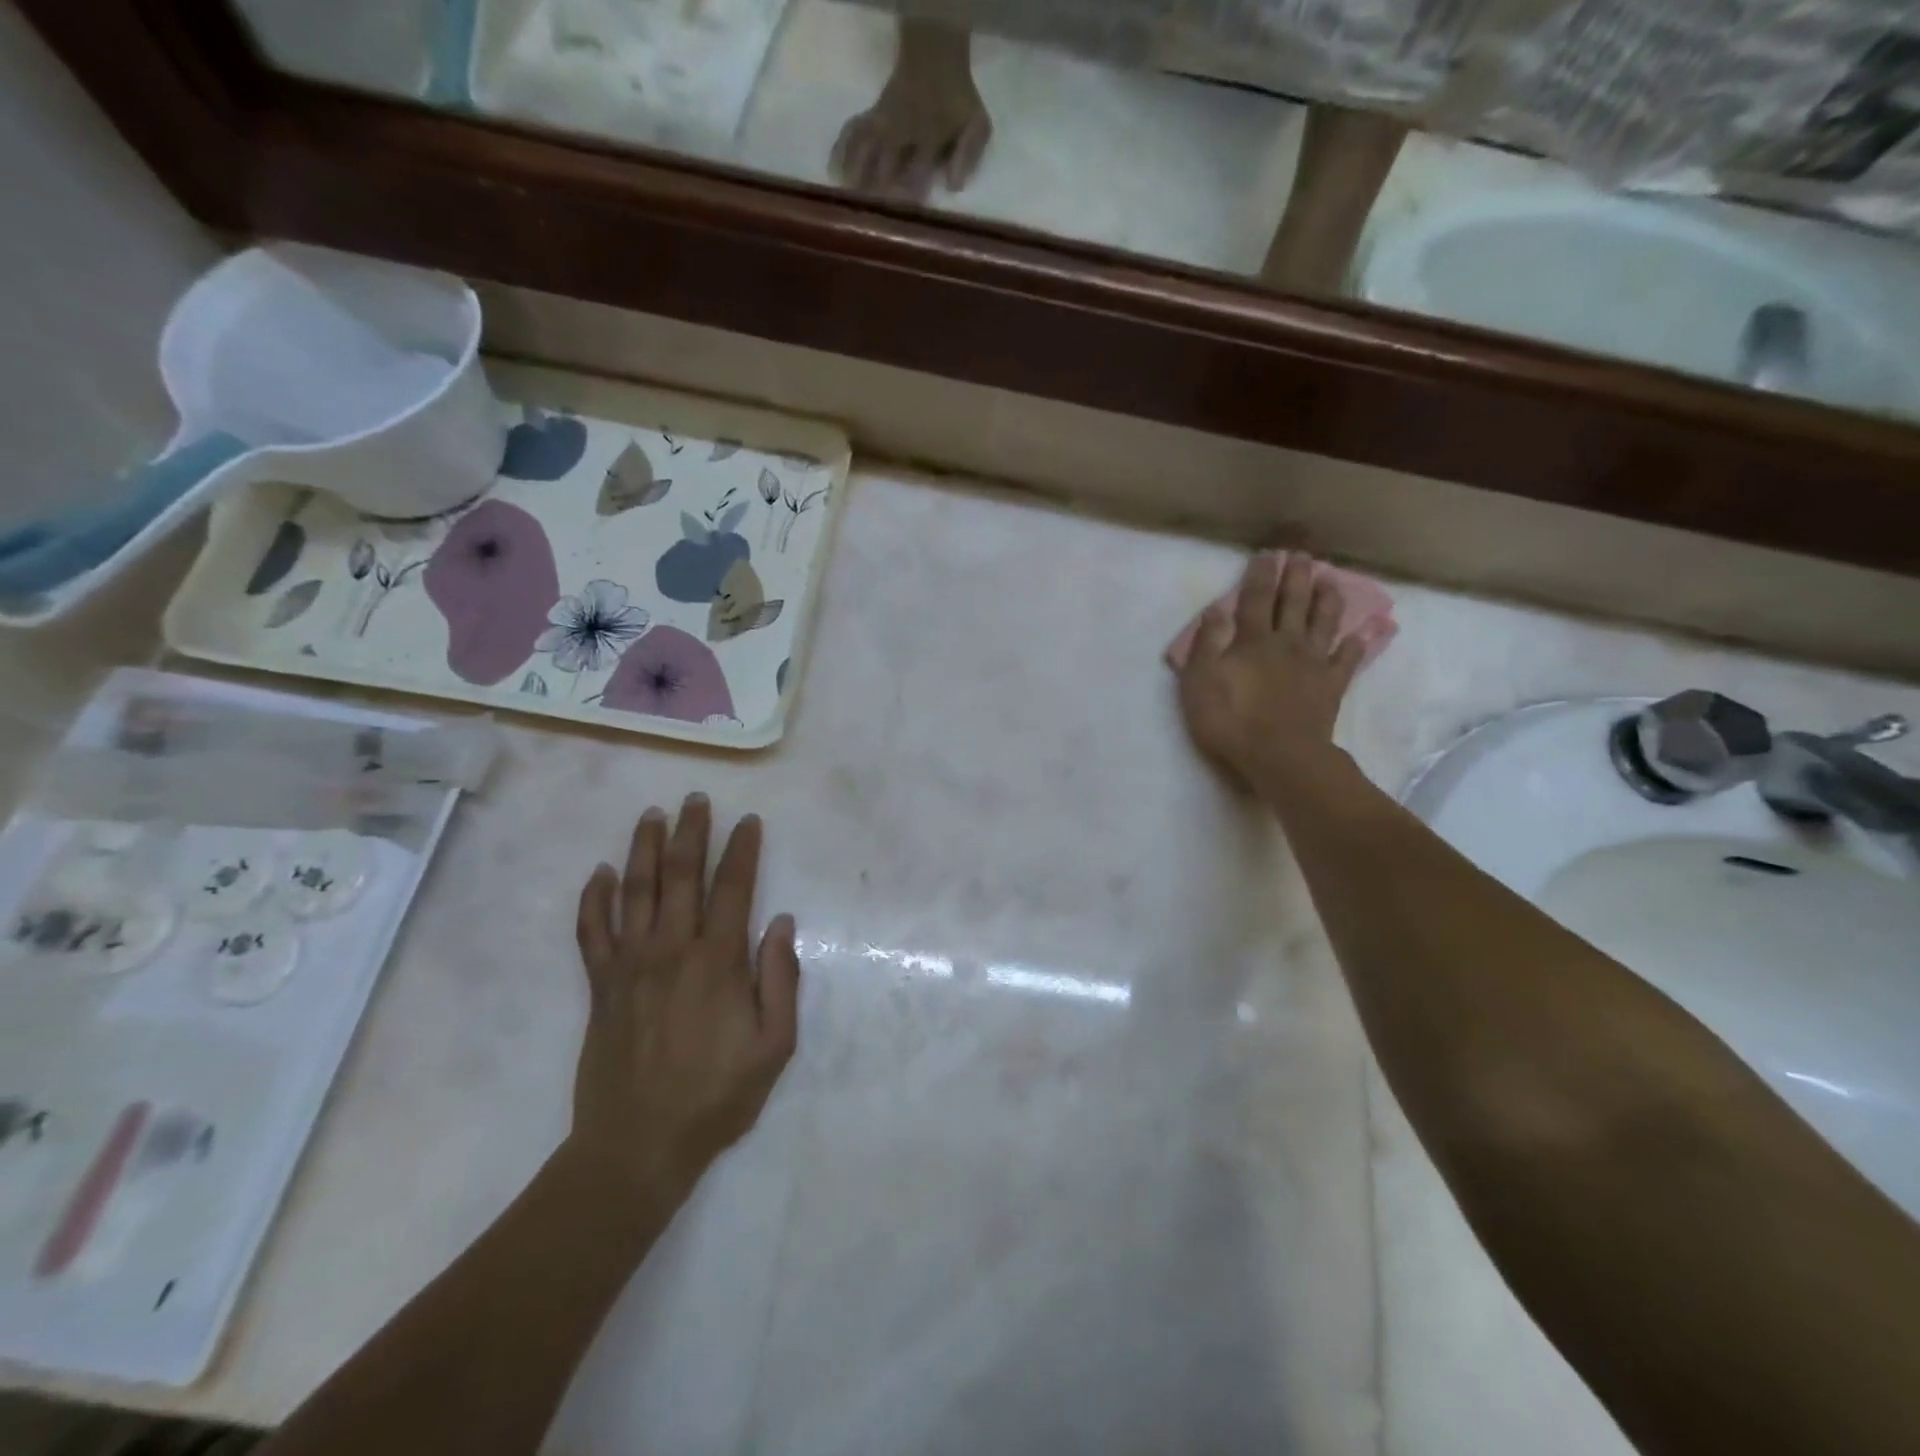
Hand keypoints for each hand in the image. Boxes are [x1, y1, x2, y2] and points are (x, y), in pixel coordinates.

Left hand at [568, 795, 798, 1202]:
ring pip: (634, 892)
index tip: (748, 820)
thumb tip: (780, 922)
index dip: (742, 850)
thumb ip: (781, 979)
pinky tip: (600, 873)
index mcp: (717, 961)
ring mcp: (629, 966)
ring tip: (650, 815)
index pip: (733, 888)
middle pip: (680, 876)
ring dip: (643, 849)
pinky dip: (594, 899)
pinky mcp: (600, 986)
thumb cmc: (716, 1095)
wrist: (638, 1145)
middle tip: (695, 799)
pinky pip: (591, 932)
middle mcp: (671, 950)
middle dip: (690, 832)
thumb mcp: (774, 1045)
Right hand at [831, 23, 990, 201]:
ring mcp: (883, 124)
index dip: (911, 195)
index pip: (917, 174)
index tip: (904, 215)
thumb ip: (968, 154)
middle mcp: (901, 134)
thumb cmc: (958, 99)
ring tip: (848, 203)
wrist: (937, 57)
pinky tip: (834, 173)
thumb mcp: (976, 125)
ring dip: (856, 178)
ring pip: (864, 152)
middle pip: (885, 169)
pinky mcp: (871, 117)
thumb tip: (954, 187)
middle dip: (879, 195)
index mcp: (928, 140)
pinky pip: (851, 133)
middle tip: (872, 220)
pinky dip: (840, 152)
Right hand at [1175, 552, 1369, 794]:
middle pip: (1293, 603)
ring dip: (1327, 599)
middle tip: (1302, 555)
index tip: (1267, 554)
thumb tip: (1215, 610)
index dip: (1260, 575)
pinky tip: (1359, 634)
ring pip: (1323, 622)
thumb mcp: (1200, 682)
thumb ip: (1207, 644)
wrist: (1281, 756)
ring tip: (1331, 580)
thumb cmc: (1231, 720)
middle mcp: (1286, 643)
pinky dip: (1354, 644)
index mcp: (1252, 640)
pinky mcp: (1332, 686)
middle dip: (1296, 577)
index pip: (1255, 599)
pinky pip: (1347, 660)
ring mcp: (1313, 663)